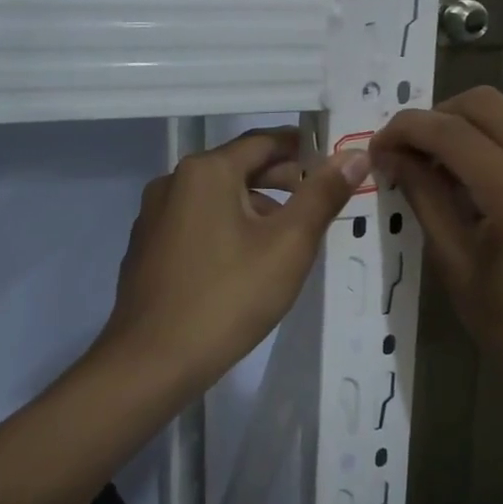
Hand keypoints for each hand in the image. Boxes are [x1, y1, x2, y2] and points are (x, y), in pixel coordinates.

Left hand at [98, 129, 369, 394]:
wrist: (151, 362)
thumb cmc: (228, 297)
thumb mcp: (288, 245)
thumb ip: (323, 195)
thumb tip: (355, 155)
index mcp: (206, 171)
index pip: (264, 141)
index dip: (303, 148)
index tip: (334, 162)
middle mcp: (173, 182)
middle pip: (238, 168)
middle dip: (282, 181)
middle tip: (320, 202)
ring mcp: (154, 216)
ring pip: (216, 198)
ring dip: (255, 207)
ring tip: (288, 238)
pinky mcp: (147, 247)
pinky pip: (195, 223)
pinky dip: (225, 228)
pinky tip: (244, 263)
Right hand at [371, 88, 502, 432]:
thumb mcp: (456, 268)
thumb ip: (424, 199)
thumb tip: (391, 155)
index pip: (452, 132)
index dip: (406, 129)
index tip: (378, 147)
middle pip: (486, 104)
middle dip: (436, 117)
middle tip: (409, 153)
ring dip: (468, 133)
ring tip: (442, 172)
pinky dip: (501, 153)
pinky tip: (486, 190)